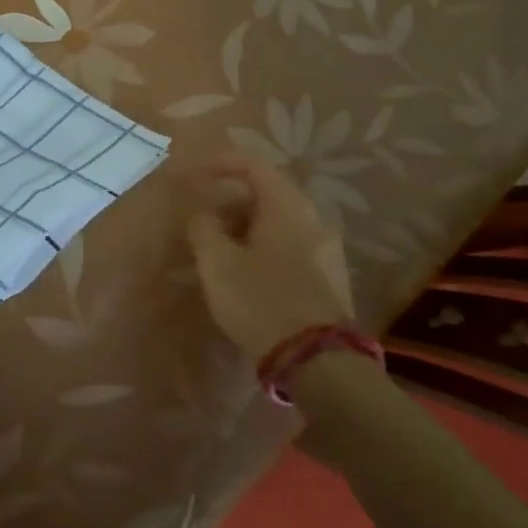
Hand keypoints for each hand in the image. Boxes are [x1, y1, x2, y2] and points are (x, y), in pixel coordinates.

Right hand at [180, 152, 354, 360]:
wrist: (318, 364)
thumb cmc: (261, 300)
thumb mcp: (217, 261)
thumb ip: (203, 227)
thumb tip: (203, 212)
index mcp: (287, 206)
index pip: (254, 166)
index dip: (223, 164)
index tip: (198, 173)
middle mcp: (313, 220)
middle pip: (268, 195)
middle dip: (232, 202)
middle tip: (204, 218)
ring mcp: (326, 251)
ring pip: (279, 224)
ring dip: (247, 227)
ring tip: (219, 249)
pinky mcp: (329, 279)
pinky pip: (290, 247)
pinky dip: (264, 247)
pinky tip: (245, 272)